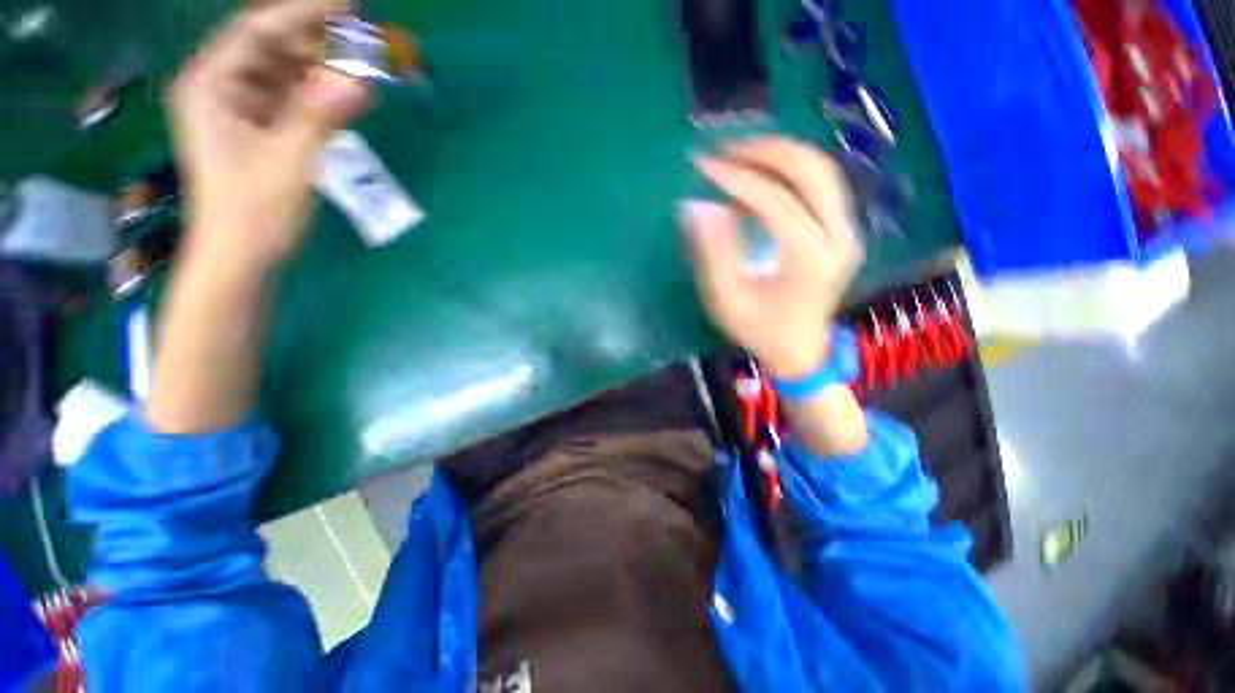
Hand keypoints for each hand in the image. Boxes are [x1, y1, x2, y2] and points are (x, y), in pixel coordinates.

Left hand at [168, 0, 368, 270]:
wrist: (242, 255)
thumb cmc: (254, 211)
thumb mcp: (290, 161)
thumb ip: (321, 117)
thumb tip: (358, 82)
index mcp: (211, 85)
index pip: (258, 31)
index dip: (302, 12)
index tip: (347, 3)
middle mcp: (221, 88)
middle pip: (271, 47)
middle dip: (315, 40)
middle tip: (361, 38)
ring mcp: (240, 109)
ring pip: (284, 73)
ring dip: (321, 69)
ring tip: (360, 68)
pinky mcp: (259, 129)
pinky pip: (291, 99)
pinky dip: (319, 96)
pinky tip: (345, 96)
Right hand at [682, 138, 863, 379]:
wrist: (801, 351)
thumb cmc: (760, 331)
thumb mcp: (727, 301)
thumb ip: (713, 253)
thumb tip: (698, 206)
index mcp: (809, 259)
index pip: (773, 200)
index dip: (735, 178)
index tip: (703, 166)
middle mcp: (839, 237)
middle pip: (810, 171)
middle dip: (764, 151)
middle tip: (725, 151)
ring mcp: (848, 232)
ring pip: (821, 171)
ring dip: (780, 155)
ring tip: (740, 155)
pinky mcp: (844, 231)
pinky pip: (822, 185)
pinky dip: (791, 172)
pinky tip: (762, 176)